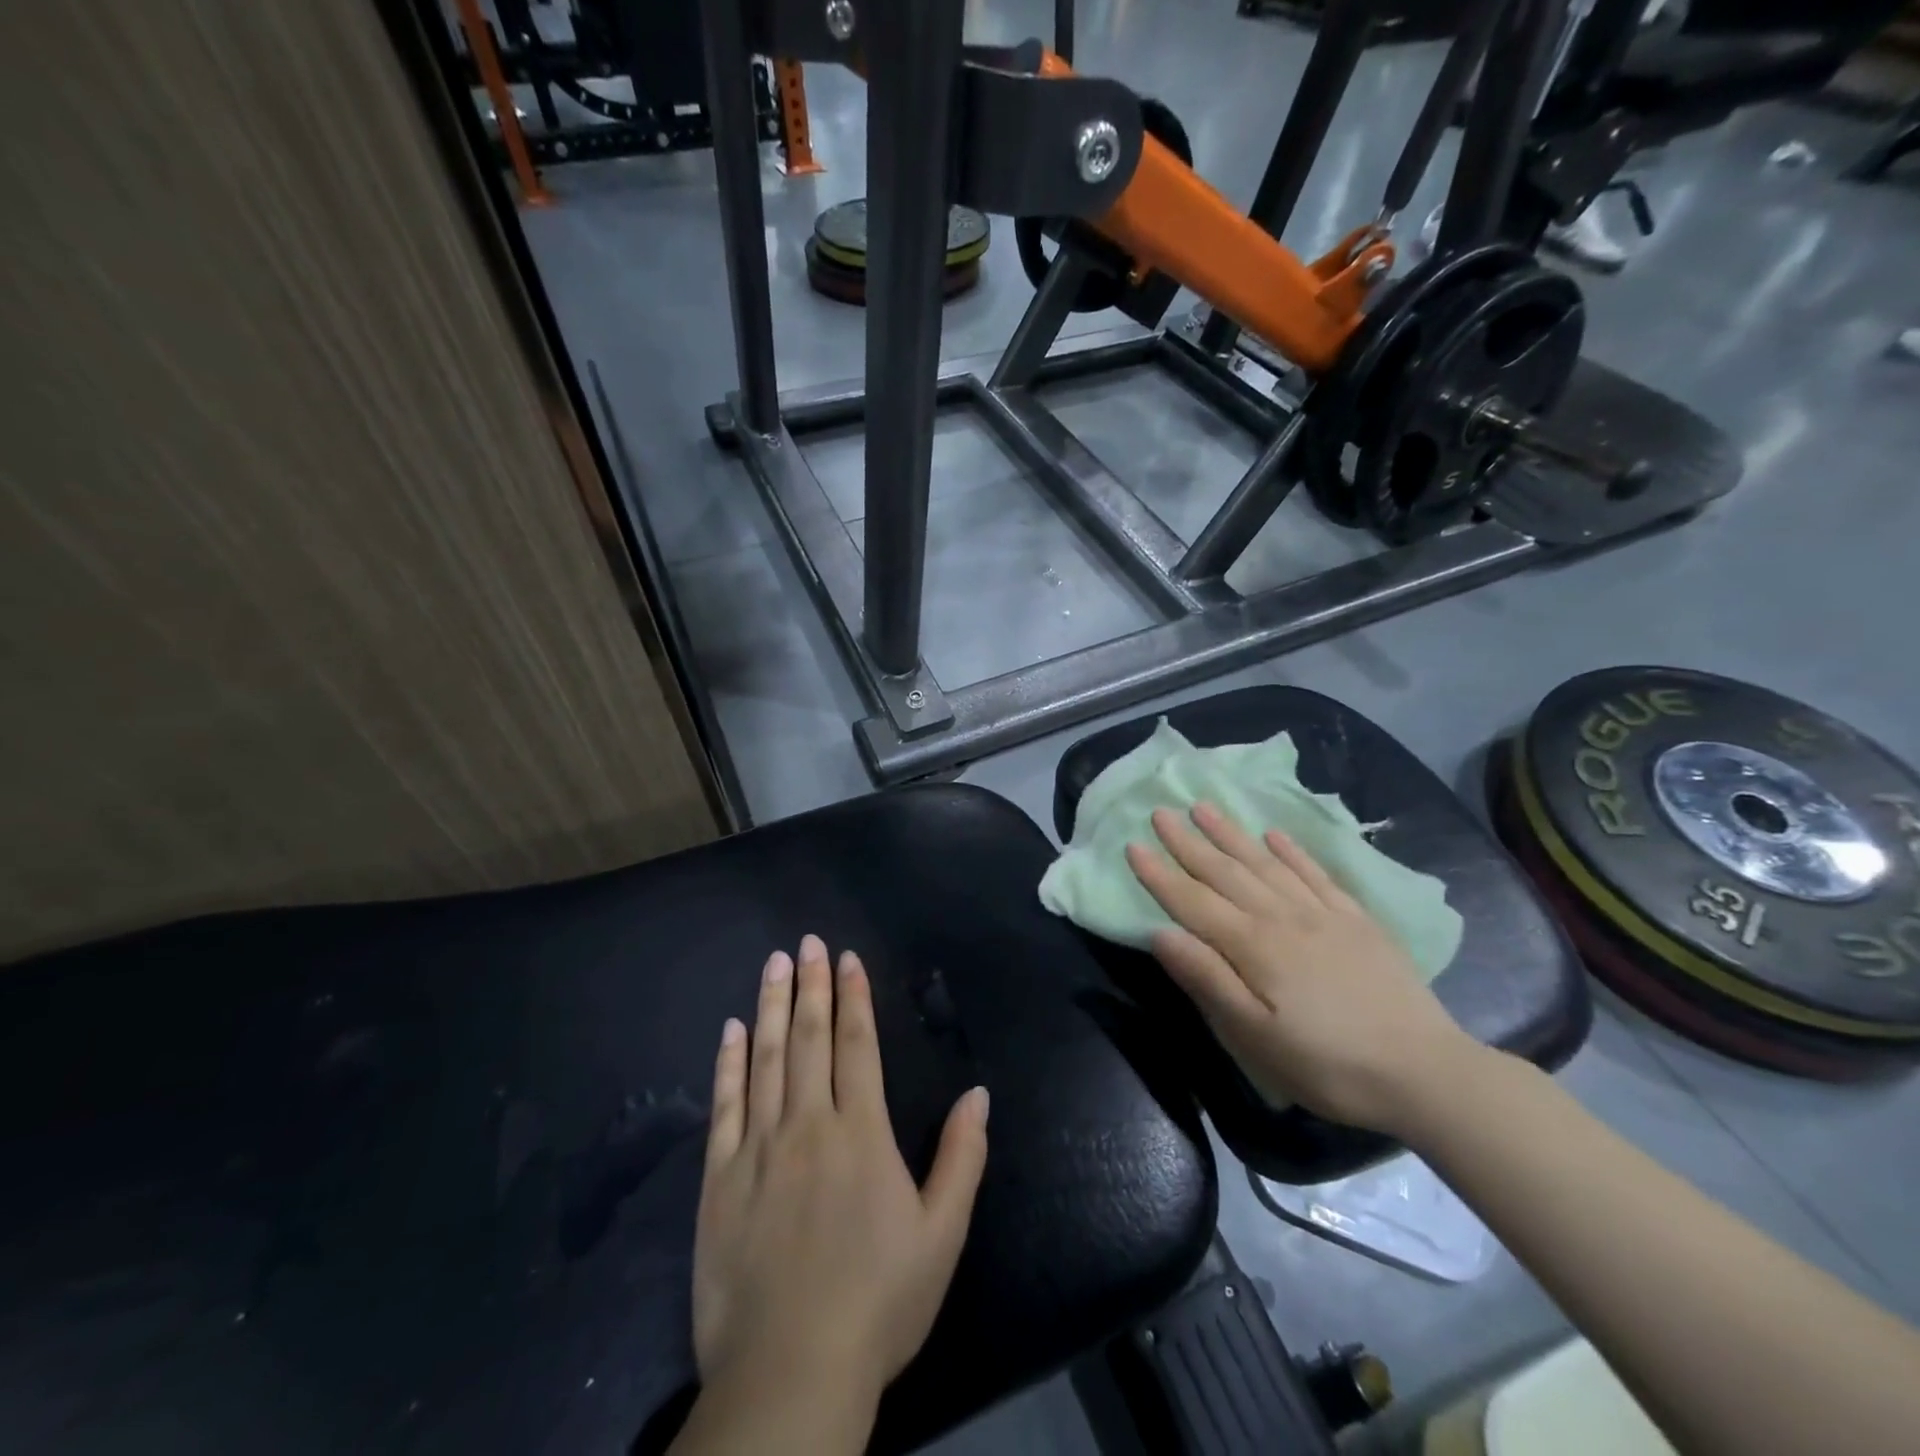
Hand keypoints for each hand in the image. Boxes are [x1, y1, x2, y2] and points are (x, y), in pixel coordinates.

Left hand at [690, 934, 989, 1429]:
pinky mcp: (719, 1179)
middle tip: (807, 942)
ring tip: (773, 964)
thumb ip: (961, 1157)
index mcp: (860, 1133)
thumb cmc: (878, 1302)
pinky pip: (724, 1107)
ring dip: (769, 1006)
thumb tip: (978, 1093)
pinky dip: (728, 1063)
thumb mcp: (942, 1235)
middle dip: (809, 985)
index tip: (846, 958)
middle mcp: (808, 1125)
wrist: (790, 1373)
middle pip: (807, 1038)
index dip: (852, 997)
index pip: (856, 1045)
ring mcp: (757, 1148)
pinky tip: (730, 1030)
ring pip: (764, 1059)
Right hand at [1126, 803, 1480, 1135]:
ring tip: (1205, 807)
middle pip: (1225, 872)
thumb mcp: (1255, 1037)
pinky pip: (1316, 873)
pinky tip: (1275, 835)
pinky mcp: (1356, 921)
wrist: (1426, 1072)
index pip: (1193, 901)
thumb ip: (1207, 980)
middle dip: (1188, 842)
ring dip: (1232, 834)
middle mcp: (1282, 917)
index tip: (1132, 845)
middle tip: (1161, 812)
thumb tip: (1160, 933)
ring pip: (1266, 863)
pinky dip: (1292, 851)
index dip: (1159, 874)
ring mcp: (1323, 914)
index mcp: (1253, 946)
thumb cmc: (1328, 1064)